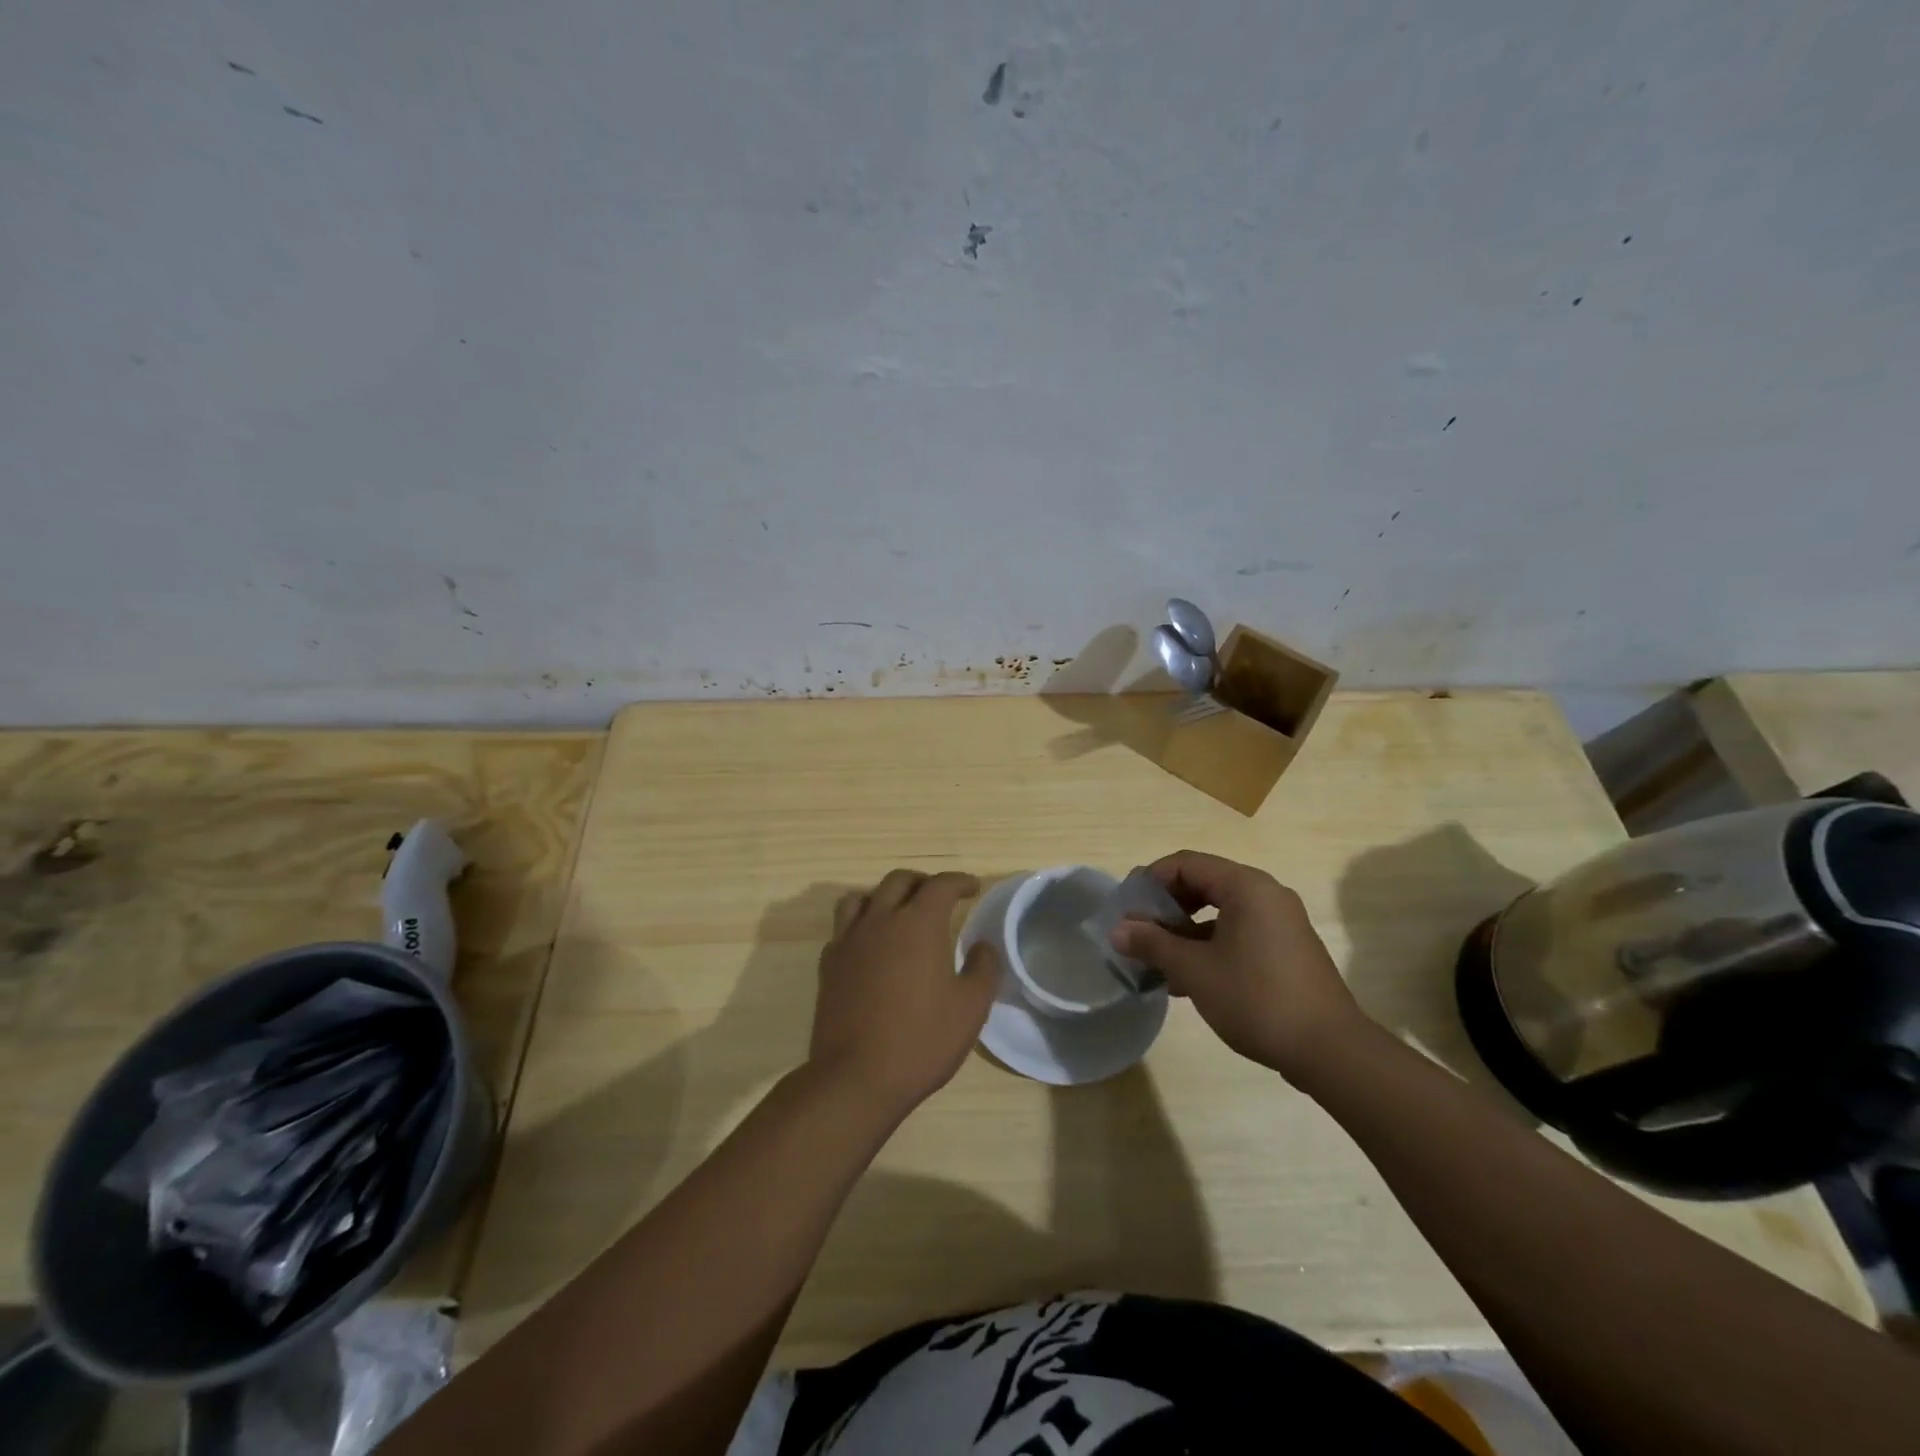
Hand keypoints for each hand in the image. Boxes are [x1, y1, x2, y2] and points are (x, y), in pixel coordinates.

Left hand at [808, 870, 998, 1116]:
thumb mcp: (970, 1008)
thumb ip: (982, 968)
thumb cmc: (921, 1041)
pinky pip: (844, 927)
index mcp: (918, 924)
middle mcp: (880, 920)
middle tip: (939, 897)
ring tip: (899, 913)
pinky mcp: (828, 963)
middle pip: (899, 880)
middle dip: (923, 882)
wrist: (856, 1078)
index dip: (959, 881)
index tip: (972, 888)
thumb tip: (982, 945)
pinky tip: (871, 946)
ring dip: (885, 896)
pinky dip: (861, 924)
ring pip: (863, 897)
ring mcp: (849, 940)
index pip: (940, 885)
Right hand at [1112, 851, 1368, 1081]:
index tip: (1127, 909)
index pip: (1186, 863)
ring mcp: (1280, 922)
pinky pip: (1238, 932)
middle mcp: (1266, 894)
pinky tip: (1188, 980)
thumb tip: (1117, 930)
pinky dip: (1209, 946)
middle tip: (1140, 933)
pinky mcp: (1287, 949)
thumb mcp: (1195, 970)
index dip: (1150, 881)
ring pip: (1219, 911)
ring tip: (1157, 962)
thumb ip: (1153, 944)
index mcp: (1246, 886)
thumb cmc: (1256, 999)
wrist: (1330, 1051)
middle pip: (1203, 884)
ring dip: (1184, 931)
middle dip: (1166, 908)